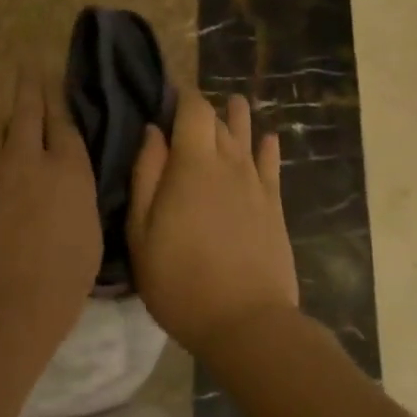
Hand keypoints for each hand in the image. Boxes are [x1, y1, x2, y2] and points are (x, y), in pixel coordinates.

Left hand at [0, 59, 102, 360]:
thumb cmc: (52, 291)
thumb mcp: (89, 243)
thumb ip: (81, 200)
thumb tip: (72, 177)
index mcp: (69, 172)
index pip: (65, 124)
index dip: (59, 100)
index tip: (54, 81)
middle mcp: (28, 155)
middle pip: (29, 108)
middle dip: (30, 83)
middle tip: (26, 61)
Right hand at [128, 93, 299, 357]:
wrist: (245, 321)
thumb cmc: (179, 278)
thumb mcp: (142, 231)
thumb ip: (146, 174)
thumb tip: (153, 132)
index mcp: (193, 163)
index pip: (194, 108)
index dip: (182, 95)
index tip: (167, 95)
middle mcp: (229, 163)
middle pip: (220, 120)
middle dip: (204, 109)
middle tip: (188, 111)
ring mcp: (256, 184)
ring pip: (248, 136)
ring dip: (238, 118)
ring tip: (233, 105)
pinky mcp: (274, 205)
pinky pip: (272, 164)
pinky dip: (267, 147)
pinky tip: (268, 139)